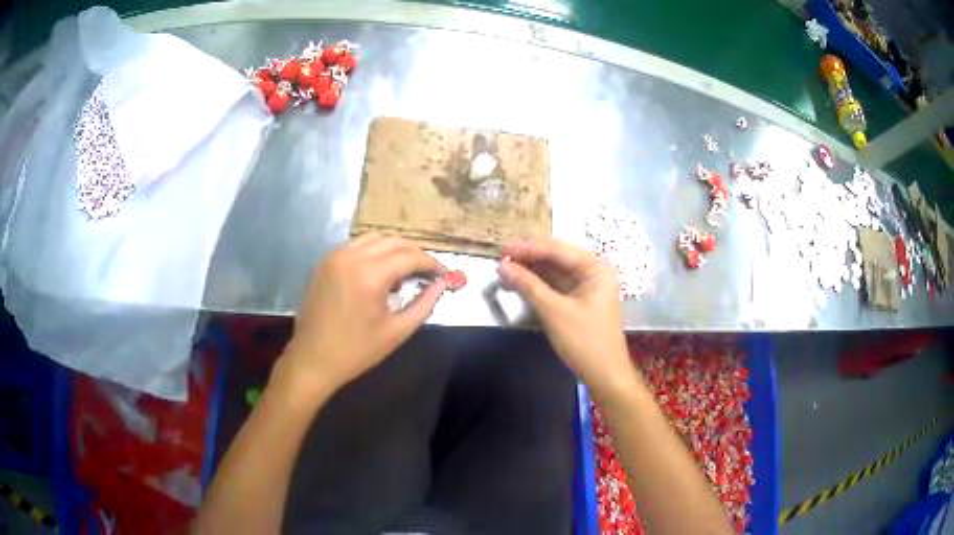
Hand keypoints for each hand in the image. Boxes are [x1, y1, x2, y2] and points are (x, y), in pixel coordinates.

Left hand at [280, 234, 446, 394]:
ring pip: (374, 238)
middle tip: (427, 272)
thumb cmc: (356, 351)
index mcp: (370, 275)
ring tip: (404, 271)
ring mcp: (334, 256)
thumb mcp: (397, 331)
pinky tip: (378, 271)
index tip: (443, 274)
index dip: (431, 263)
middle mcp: (351, 257)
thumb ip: (424, 304)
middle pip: (393, 241)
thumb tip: (442, 284)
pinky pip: (355, 245)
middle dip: (415, 253)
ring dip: (394, 249)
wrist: (313, 359)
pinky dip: (373, 251)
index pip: (410, 256)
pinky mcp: (324, 262)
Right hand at [497, 239, 636, 394]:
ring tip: (504, 272)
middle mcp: (594, 270)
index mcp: (595, 267)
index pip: (557, 249)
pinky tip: (520, 284)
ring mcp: (587, 285)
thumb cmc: (584, 341)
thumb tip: (502, 266)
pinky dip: (538, 285)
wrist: (605, 374)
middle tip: (500, 260)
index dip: (527, 248)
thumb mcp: (554, 311)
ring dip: (531, 271)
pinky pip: (556, 285)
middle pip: (556, 257)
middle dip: (528, 259)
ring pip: (554, 271)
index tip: (501, 250)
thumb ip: (528, 285)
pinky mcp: (580, 300)